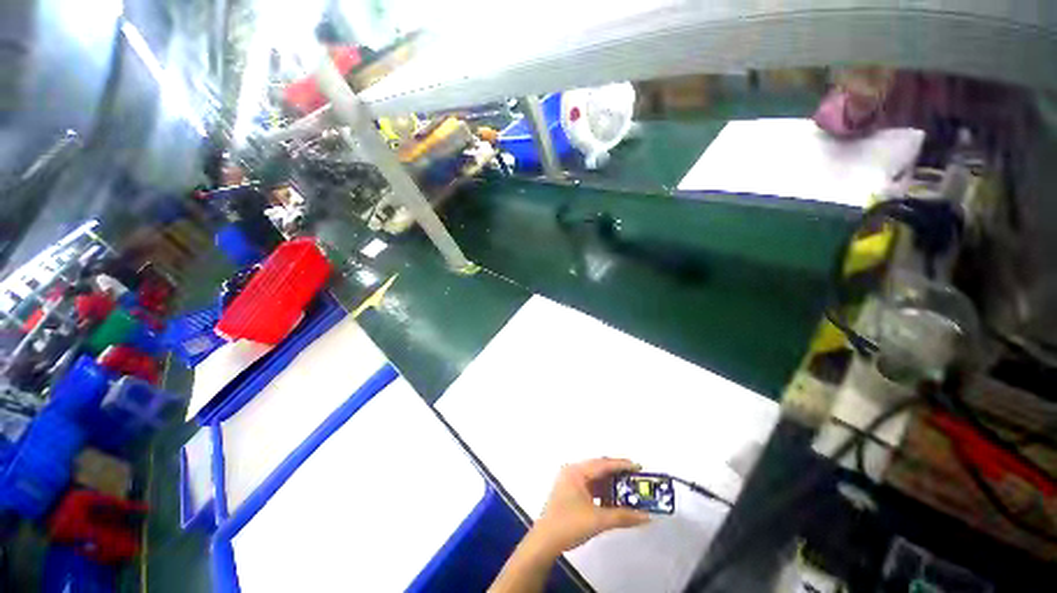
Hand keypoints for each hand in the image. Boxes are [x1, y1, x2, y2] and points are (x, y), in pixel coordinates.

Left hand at [530, 458, 649, 554]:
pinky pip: (590, 487)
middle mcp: (573, 471)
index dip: (622, 465)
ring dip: (610, 484)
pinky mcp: (570, 492)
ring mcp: (570, 481)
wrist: (545, 541)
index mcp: (577, 471)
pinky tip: (613, 500)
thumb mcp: (598, 520)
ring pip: (595, 478)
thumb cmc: (570, 524)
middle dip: (617, 474)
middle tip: (636, 478)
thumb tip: (647, 516)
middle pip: (599, 468)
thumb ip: (623, 517)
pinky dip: (602, 492)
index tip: (639, 467)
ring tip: (628, 489)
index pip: (603, 464)